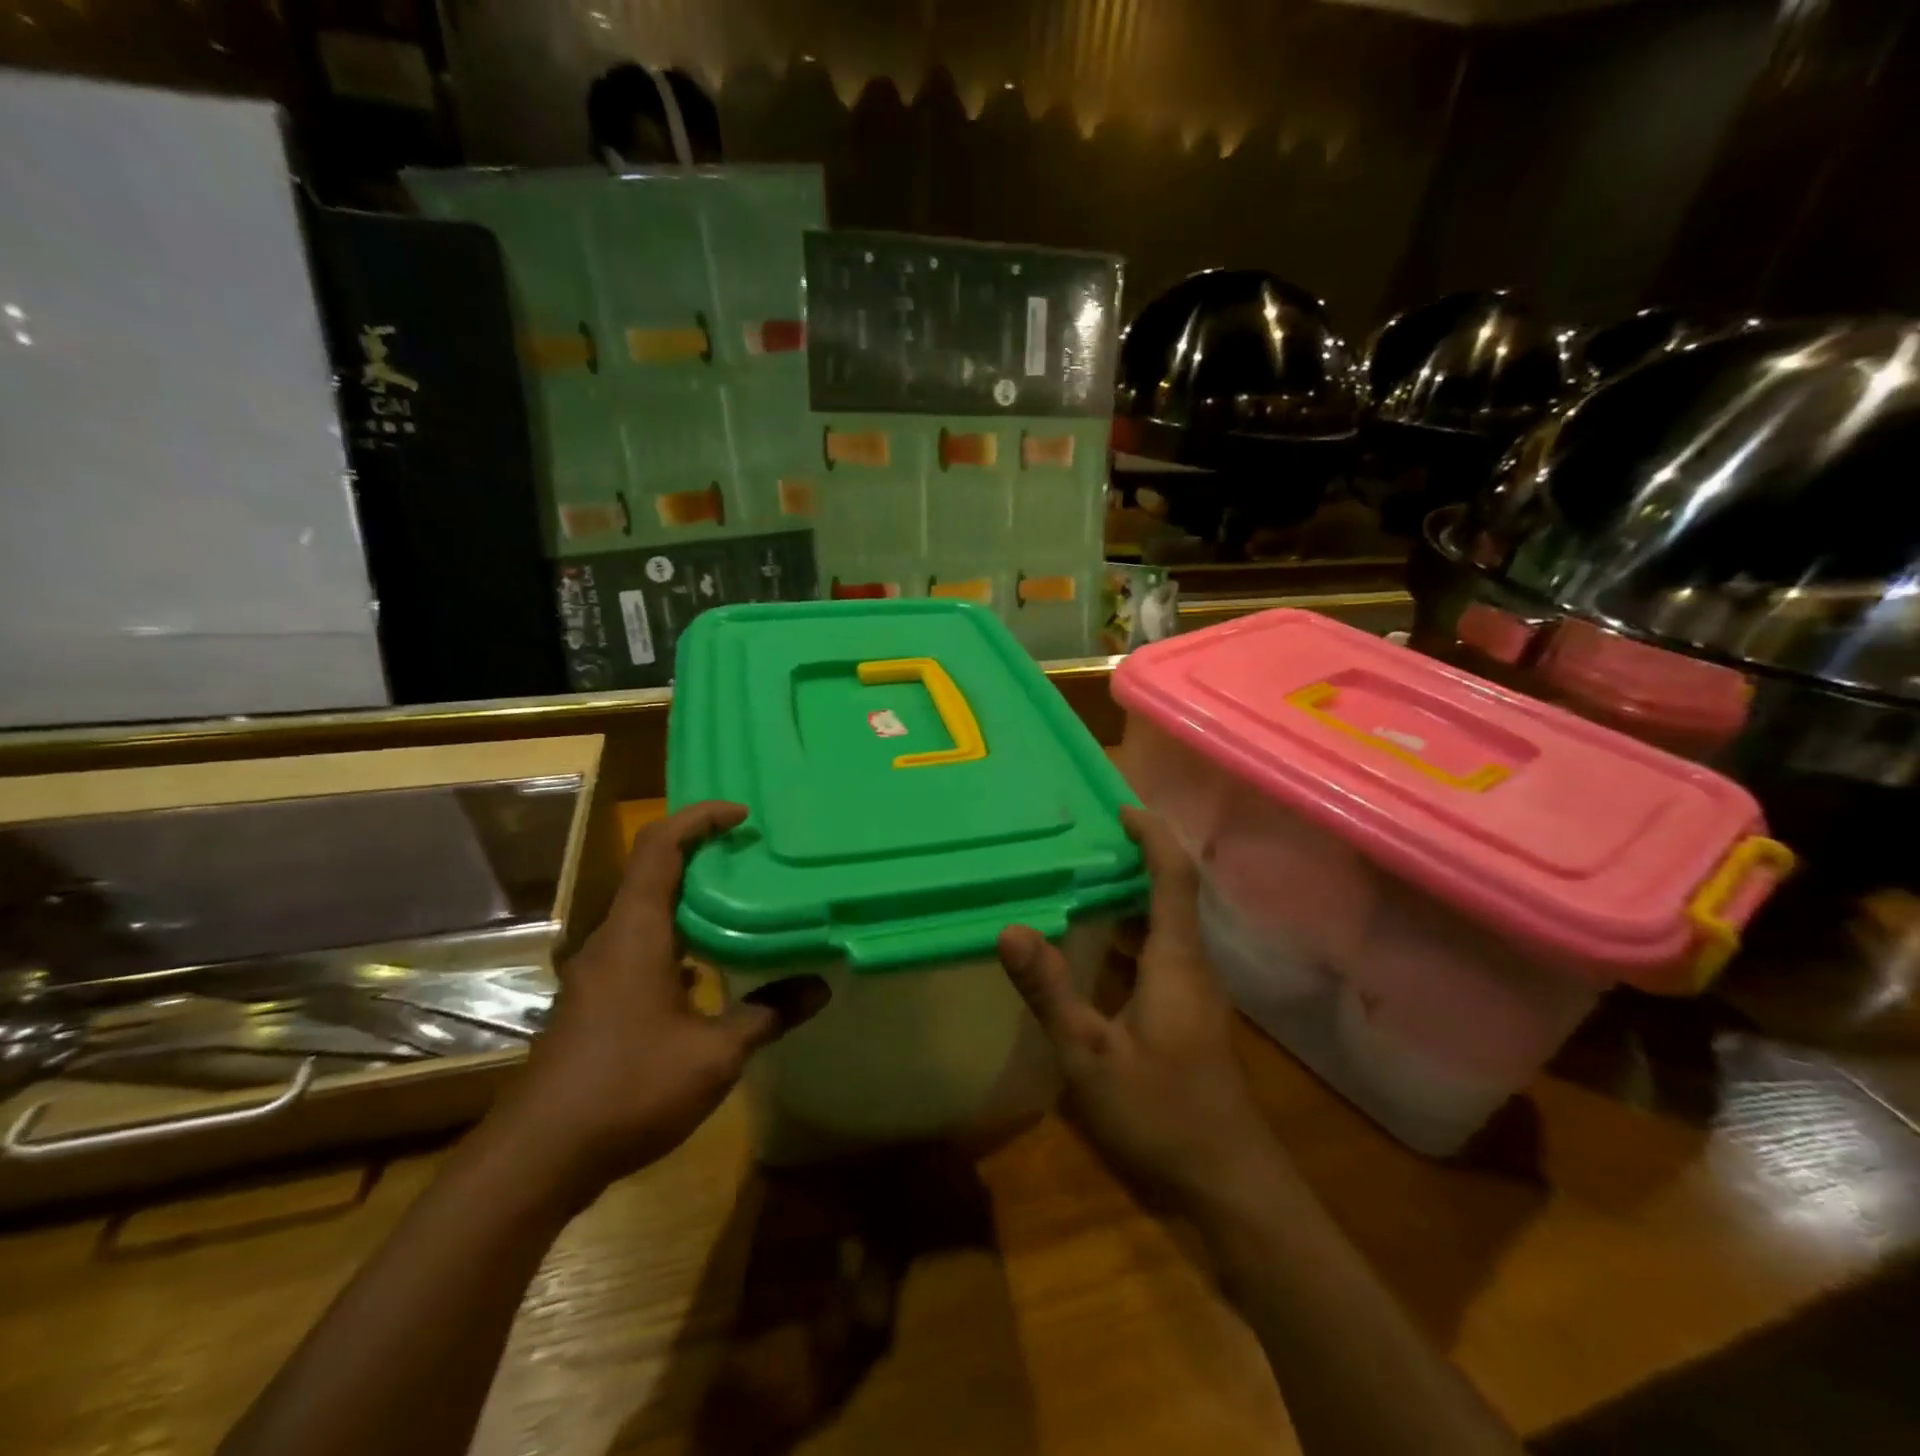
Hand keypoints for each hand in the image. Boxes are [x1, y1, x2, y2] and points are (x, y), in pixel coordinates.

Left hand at [493, 801, 827, 1194]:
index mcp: (636, 933)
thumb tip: (820, 987)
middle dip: (701, 853)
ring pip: (646, 913)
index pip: (659, 848)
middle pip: (652, 872)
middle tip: (753, 854)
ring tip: (741, 903)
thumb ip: (767, 1014)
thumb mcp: (714, 1054)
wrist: (536, 1159)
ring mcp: (599, 973)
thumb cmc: (627, 1089)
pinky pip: (641, 948)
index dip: (698, 818)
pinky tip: (709, 970)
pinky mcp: (596, 1003)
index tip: (741, 815)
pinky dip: (677, 939)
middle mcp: (613, 941)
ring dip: (689, 899)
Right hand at [997, 807, 1278, 1207]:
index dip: (1152, 835)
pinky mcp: (1187, 1012)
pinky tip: (1095, 943)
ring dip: (1131, 893)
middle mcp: (1190, 964)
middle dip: (1136, 856)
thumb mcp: (1090, 1055)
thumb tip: (1010, 929)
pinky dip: (1130, 930)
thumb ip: (1051, 991)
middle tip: (1084, 836)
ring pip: (1165, 922)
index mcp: (1175, 960)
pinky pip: (1160, 950)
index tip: (1119, 806)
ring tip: (1080, 875)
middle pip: (1171, 891)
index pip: (1172, 877)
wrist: (1228, 1181)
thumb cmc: (1161, 1112)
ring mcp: (1192, 990)